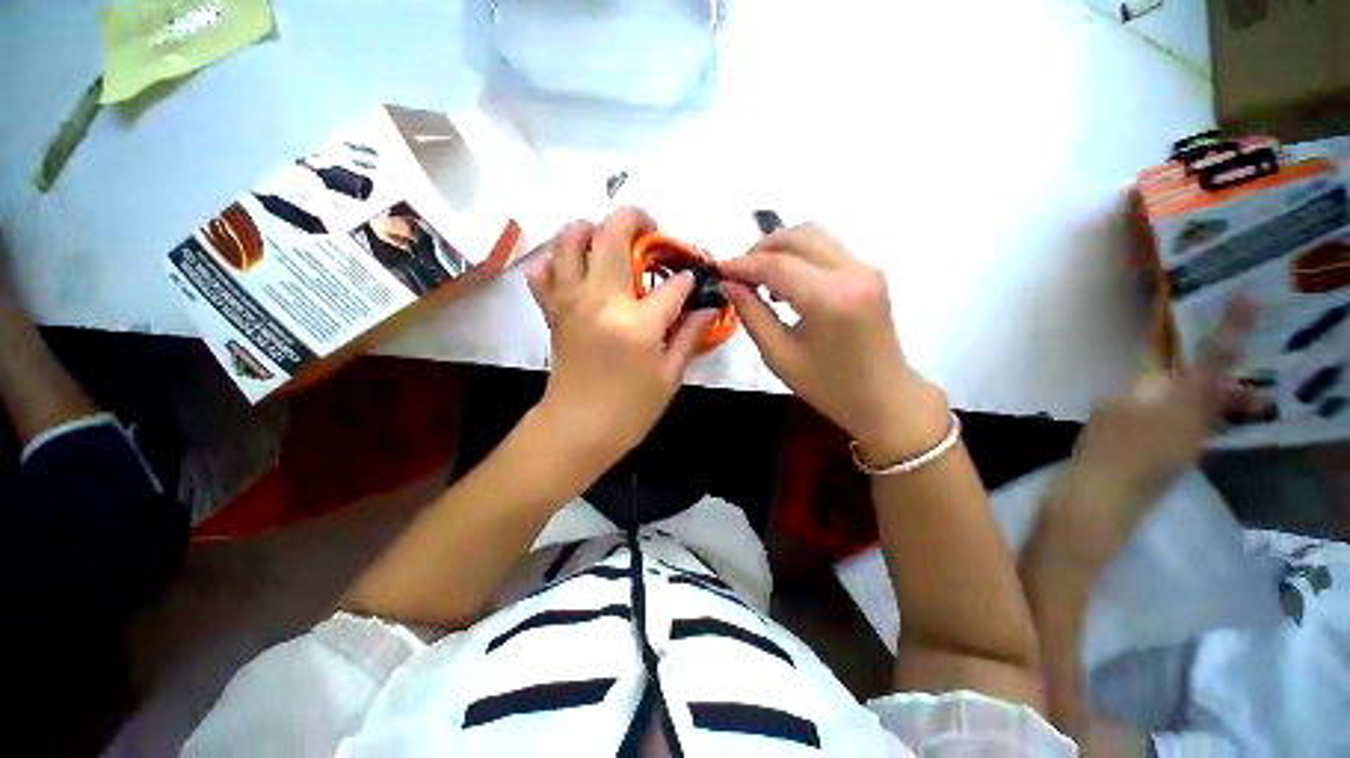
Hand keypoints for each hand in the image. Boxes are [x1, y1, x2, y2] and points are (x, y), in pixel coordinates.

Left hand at [527, 207, 715, 485]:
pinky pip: (543, 270)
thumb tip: (707, 308)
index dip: (689, 279)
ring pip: (570, 239)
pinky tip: (577, 272)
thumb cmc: (630, 410)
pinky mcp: (552, 310)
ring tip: (610, 243)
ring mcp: (570, 301)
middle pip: (613, 234)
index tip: (693, 281)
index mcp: (637, 324)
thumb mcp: (670, 377)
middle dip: (636, 218)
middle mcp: (601, 300)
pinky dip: (557, 261)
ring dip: (592, 230)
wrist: (577, 430)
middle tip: (650, 229)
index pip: (673, 285)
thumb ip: (690, 336)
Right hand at [719, 225, 947, 462]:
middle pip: (797, 237)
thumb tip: (728, 284)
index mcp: (829, 299)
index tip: (717, 270)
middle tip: (737, 274)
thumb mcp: (779, 356)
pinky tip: (786, 282)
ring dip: (780, 248)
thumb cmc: (828, 387)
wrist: (885, 398)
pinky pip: (827, 248)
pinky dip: (799, 255)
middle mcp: (852, 272)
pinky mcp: (869, 272)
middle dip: (760, 249)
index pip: (776, 265)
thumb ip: (751, 314)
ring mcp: (866, 268)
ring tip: (759, 277)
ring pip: (814, 235)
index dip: (742, 264)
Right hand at [1039, 296, 1265, 573]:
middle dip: (1215, 361)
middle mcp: (1193, 429)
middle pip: (1214, 387)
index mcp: (1185, 414)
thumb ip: (1139, 388)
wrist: (1094, 513)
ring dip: (1189, 383)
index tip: (1246, 298)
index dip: (1230, 331)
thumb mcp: (1114, 414)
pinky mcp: (1161, 460)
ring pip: (1194, 405)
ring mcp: (1179, 448)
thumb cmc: (1103, 460)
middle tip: (1211, 336)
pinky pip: (1174, 422)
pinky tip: (1138, 408)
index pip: (1215, 364)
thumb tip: (1155, 369)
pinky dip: (1165, 405)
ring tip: (1170, 371)